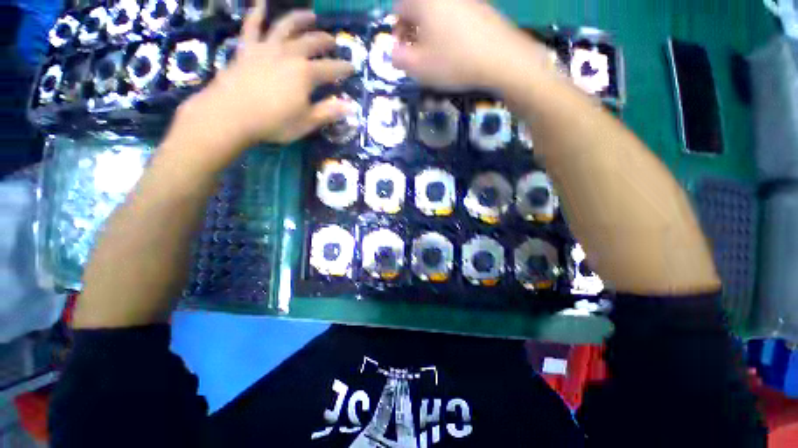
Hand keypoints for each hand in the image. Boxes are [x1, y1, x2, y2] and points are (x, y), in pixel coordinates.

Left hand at [171, 2, 352, 166]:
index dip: (343, 68)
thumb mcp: (306, 122)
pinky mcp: (246, 50)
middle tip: (333, 41)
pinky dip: (256, 13)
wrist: (231, 115)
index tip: (352, 67)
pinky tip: (261, 3)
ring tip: (310, 15)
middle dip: (324, 41)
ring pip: (285, 27)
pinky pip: (251, 26)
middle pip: (311, 43)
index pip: (330, 69)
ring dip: (299, 19)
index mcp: (305, 74)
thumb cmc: (274, 122)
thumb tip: (350, 107)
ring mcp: (266, 49)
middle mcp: (288, 55)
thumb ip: (328, 112)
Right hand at [392, 0, 547, 90]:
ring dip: (431, 33)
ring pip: (437, 15)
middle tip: (418, 56)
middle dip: (413, 33)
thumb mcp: (418, 67)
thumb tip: (395, 52)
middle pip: (418, 10)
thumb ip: (398, 58)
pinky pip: (455, 17)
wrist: (500, 58)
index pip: (398, 8)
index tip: (403, 52)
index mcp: (424, 0)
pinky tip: (456, 50)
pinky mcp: (479, 8)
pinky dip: (448, 32)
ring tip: (437, 56)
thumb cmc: (453, 61)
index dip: (397, 32)